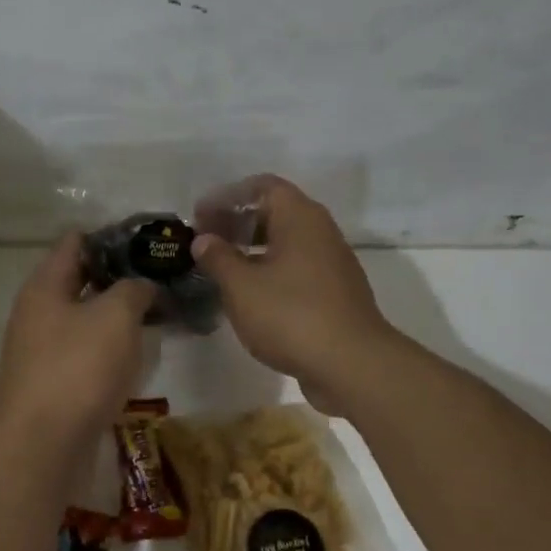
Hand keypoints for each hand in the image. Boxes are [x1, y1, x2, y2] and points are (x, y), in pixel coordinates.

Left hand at [0, 235, 155, 443]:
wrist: (44, 445)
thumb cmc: (79, 368)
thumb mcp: (116, 316)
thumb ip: (133, 289)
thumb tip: (141, 286)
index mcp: (44, 286)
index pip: (75, 242)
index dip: (112, 237)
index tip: (149, 244)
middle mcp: (35, 313)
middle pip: (78, 282)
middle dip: (118, 278)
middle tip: (160, 280)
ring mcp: (39, 351)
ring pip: (82, 320)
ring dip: (114, 316)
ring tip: (155, 316)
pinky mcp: (49, 383)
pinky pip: (82, 353)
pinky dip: (106, 349)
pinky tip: (134, 356)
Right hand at [192, 176, 398, 413]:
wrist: (351, 364)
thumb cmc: (290, 315)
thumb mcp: (241, 286)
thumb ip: (218, 258)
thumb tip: (204, 240)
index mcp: (300, 217)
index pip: (262, 187)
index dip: (227, 197)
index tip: (199, 216)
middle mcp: (320, 232)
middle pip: (275, 212)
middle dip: (237, 222)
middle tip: (206, 241)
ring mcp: (332, 263)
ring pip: (286, 242)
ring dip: (252, 249)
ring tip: (221, 268)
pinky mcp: (334, 293)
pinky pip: (296, 268)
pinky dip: (269, 270)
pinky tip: (249, 295)